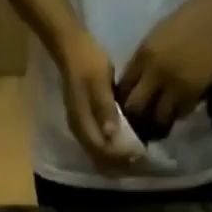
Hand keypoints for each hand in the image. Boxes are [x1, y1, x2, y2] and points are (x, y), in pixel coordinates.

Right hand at [54, 31, 128, 167]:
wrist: (72, 49)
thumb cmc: (88, 62)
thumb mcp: (99, 82)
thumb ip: (105, 108)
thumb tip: (111, 134)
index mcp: (82, 123)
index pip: (101, 150)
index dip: (119, 156)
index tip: (138, 154)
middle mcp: (80, 131)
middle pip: (99, 157)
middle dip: (118, 162)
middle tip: (139, 159)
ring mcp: (81, 129)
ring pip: (97, 154)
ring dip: (114, 158)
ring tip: (133, 156)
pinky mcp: (84, 124)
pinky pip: (97, 146)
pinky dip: (110, 150)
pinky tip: (123, 146)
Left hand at [119, 0, 211, 133]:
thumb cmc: (186, 21)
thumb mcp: (156, 38)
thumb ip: (142, 64)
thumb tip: (131, 90)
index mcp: (143, 56)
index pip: (123, 89)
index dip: (122, 103)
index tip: (125, 111)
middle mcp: (155, 72)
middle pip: (136, 108)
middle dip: (136, 118)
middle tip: (141, 124)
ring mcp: (175, 84)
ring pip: (159, 117)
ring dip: (158, 122)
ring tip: (160, 123)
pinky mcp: (194, 91)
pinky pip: (180, 112)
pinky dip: (178, 114)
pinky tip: (178, 110)